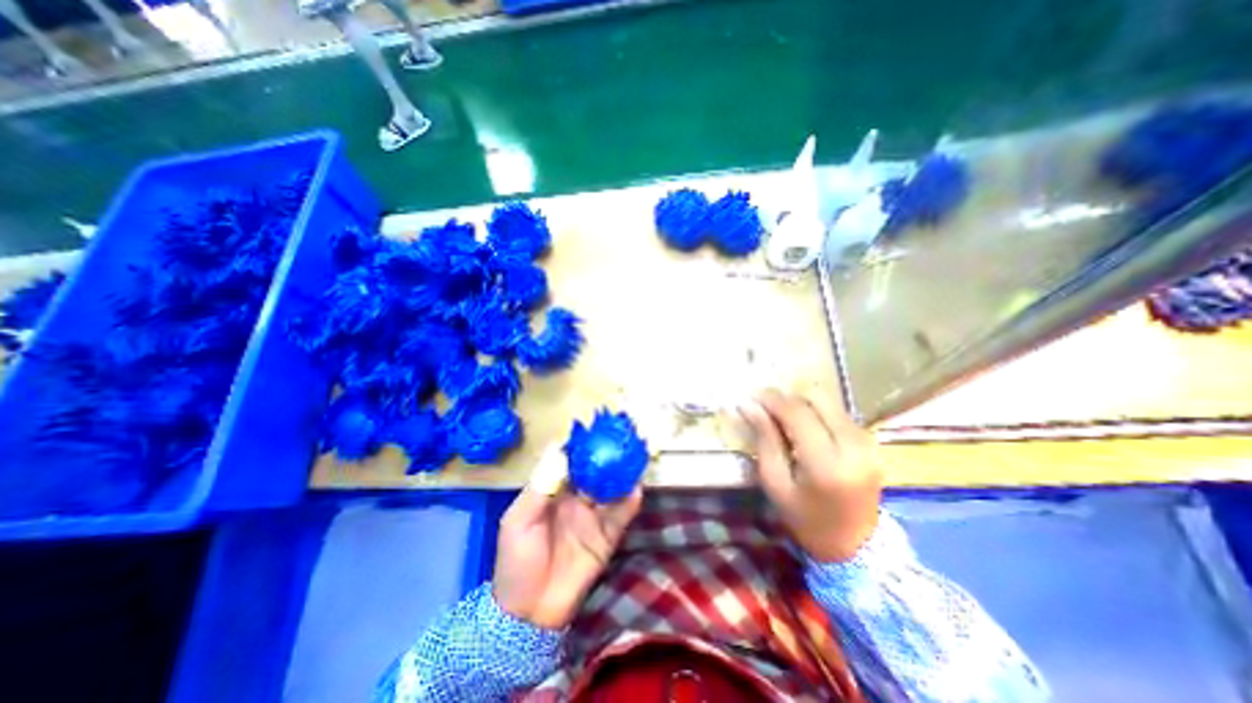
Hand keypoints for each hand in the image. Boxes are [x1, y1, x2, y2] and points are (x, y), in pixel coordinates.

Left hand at [494, 452, 639, 632]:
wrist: (529, 615)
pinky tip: (636, 488)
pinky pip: (621, 515)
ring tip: (635, 456)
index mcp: (553, 490)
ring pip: (611, 488)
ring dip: (623, 473)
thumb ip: (540, 486)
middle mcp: (576, 497)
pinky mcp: (607, 536)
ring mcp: (593, 516)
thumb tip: (559, 448)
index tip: (595, 427)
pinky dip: (630, 501)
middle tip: (623, 436)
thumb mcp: (519, 521)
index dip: (582, 443)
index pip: (571, 460)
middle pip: (595, 470)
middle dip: (608, 453)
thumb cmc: (517, 561)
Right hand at [737, 387, 884, 561]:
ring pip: (828, 401)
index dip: (771, 399)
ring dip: (801, 403)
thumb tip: (748, 405)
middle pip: (817, 397)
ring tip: (782, 418)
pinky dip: (816, 412)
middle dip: (787, 396)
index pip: (797, 413)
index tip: (750, 396)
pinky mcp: (871, 441)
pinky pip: (837, 412)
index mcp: (827, 464)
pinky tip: (803, 428)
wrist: (854, 545)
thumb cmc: (805, 518)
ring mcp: (867, 442)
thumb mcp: (775, 482)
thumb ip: (764, 439)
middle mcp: (854, 446)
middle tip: (766, 407)